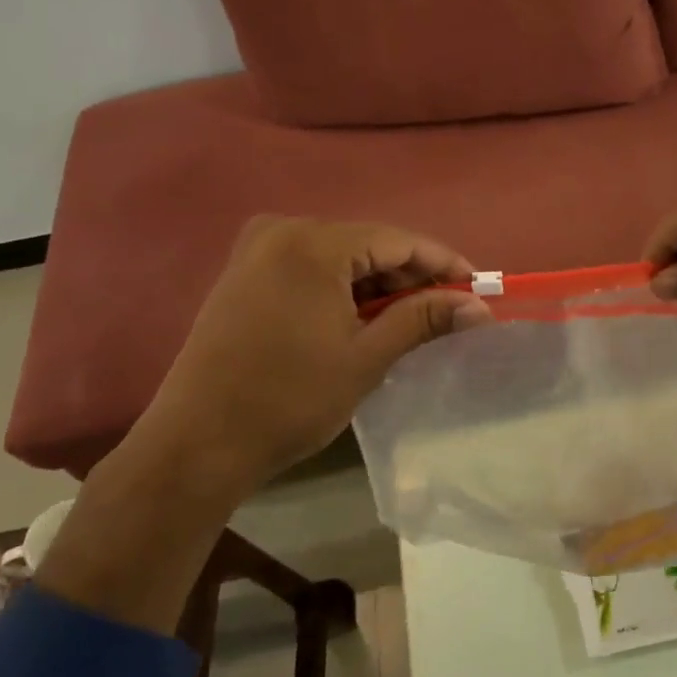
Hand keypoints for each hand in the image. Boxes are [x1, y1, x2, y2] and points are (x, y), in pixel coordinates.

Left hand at [135, 216, 492, 492]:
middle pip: (368, 244)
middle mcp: (282, 231)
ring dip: (379, 285)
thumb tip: (478, 307)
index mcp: (313, 243)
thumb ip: (423, 319)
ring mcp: (257, 251)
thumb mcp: (366, 357)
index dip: (443, 263)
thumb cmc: (289, 399)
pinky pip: (311, 268)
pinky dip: (344, 289)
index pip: (397, 240)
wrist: (197, 444)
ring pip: (340, 257)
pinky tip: (365, 317)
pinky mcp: (244, 275)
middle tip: (449, 309)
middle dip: (411, 276)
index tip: (478, 287)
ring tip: (413, 318)